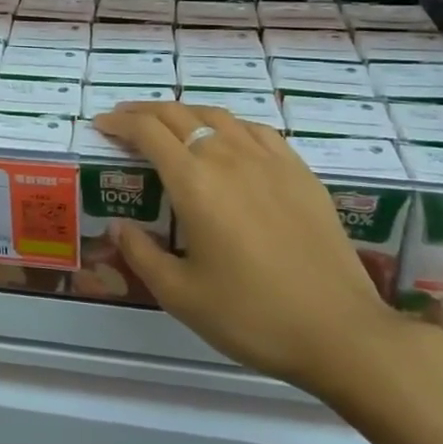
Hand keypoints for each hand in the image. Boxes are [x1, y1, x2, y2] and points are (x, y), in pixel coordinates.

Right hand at [92, 103, 412, 401]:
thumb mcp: (181, 296)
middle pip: (178, 115)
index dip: (119, 123)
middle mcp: (227, 156)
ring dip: (184, 113)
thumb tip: (118, 226)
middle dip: (144, 112)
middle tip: (124, 120)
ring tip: (170, 123)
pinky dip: (228, 125)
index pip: (147, 132)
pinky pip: (255, 130)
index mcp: (194, 182)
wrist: (341, 331)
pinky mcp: (299, 171)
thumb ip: (142, 254)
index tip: (101, 125)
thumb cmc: (252, 316)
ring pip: (217, 115)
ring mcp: (268, 159)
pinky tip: (228, 139)